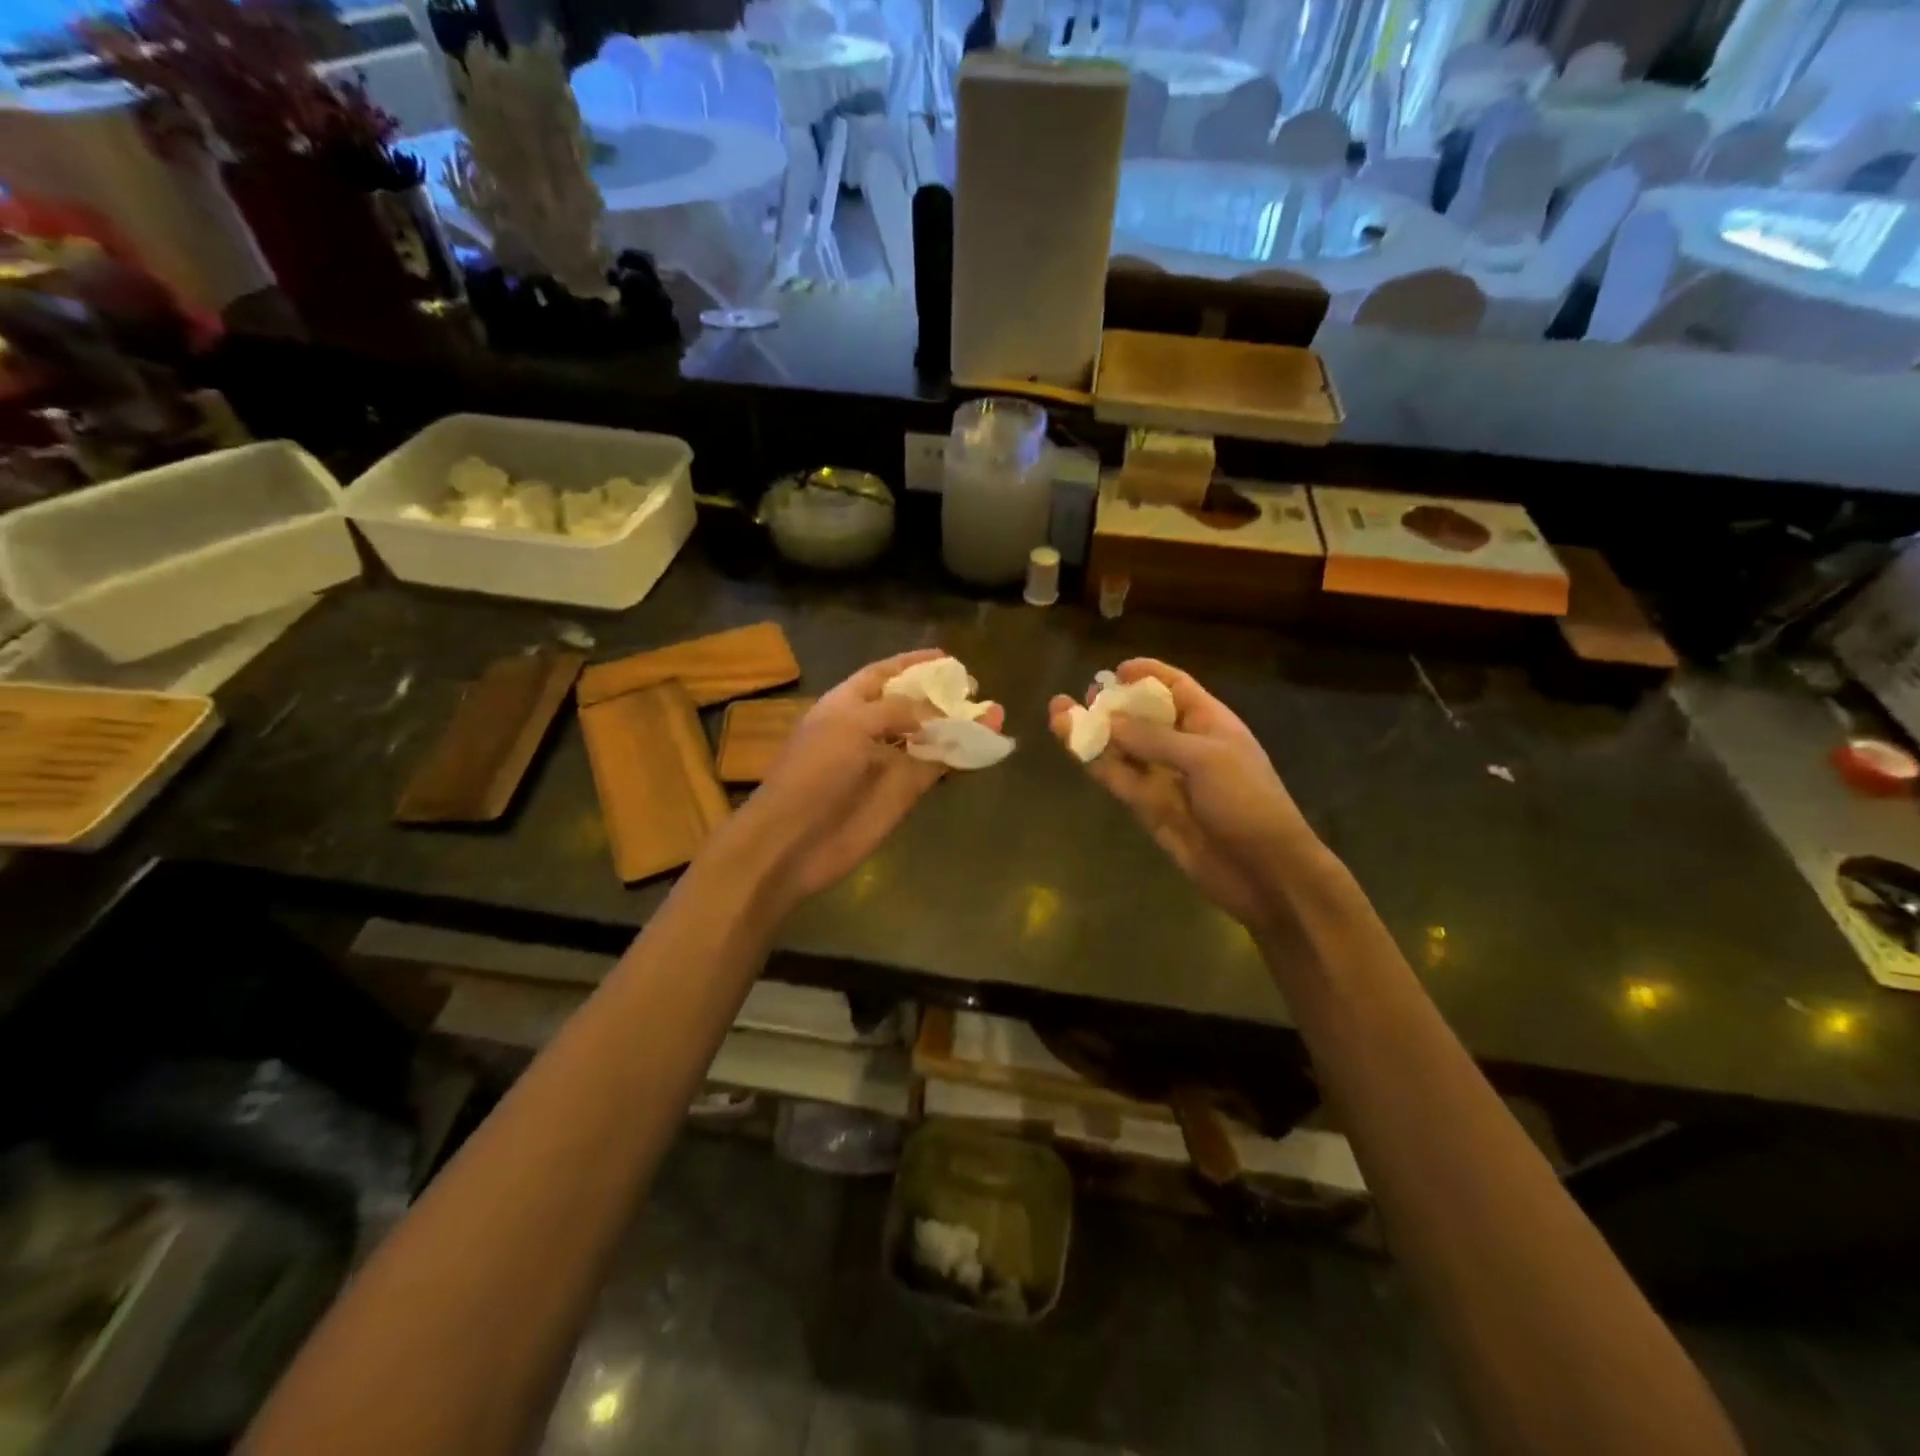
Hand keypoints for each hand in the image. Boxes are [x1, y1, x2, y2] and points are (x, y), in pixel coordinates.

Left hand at [735, 650, 1003, 907]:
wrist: (796, 839)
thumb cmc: (814, 771)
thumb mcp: (850, 725)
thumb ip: (895, 710)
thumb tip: (935, 714)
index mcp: (847, 704)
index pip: (883, 674)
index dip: (912, 663)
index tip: (946, 657)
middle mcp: (869, 728)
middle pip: (912, 704)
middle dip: (941, 695)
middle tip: (974, 688)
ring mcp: (889, 761)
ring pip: (931, 736)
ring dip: (959, 724)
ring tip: (994, 712)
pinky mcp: (905, 792)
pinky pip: (937, 766)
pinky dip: (961, 755)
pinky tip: (985, 742)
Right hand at [1049, 659, 1319, 932]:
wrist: (1264, 871)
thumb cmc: (1246, 802)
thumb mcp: (1204, 759)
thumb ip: (1153, 739)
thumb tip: (1109, 720)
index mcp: (1209, 723)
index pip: (1176, 688)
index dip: (1148, 675)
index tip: (1117, 670)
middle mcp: (1185, 746)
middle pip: (1143, 716)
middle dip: (1114, 704)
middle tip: (1082, 695)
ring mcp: (1165, 778)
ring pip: (1123, 748)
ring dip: (1094, 732)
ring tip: (1058, 712)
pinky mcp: (1149, 807)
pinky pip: (1119, 778)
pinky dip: (1096, 763)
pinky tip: (1073, 746)